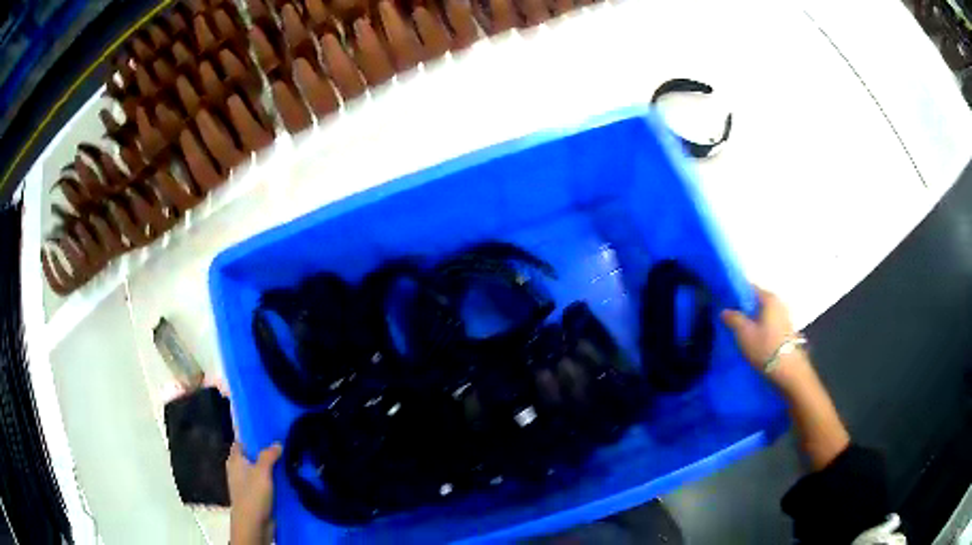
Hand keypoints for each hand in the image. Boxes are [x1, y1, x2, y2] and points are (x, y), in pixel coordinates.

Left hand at [227, 442, 282, 544]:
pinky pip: (267, 484)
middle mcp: (239, 470)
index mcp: (235, 460)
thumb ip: (269, 456)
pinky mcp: (257, 496)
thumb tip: (278, 443)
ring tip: (290, 460)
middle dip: (267, 452)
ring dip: (273, 468)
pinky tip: (288, 479)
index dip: (253, 436)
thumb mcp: (261, 472)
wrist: (254, 524)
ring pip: (262, 471)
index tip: (268, 431)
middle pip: (253, 456)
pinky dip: (275, 481)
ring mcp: (248, 484)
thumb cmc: (253, 495)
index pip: (242, 442)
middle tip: (284, 444)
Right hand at [721, 286, 809, 391]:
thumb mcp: (744, 333)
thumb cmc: (765, 348)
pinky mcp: (787, 330)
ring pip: (764, 313)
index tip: (725, 304)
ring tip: (741, 331)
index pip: (749, 288)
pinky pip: (770, 322)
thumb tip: (724, 311)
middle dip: (745, 308)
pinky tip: (754, 339)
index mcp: (769, 298)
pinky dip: (761, 327)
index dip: (736, 294)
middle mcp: (779, 302)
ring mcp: (785, 316)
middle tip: (731, 319)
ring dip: (753, 319)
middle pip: (757, 301)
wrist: (788, 371)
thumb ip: (733, 319)